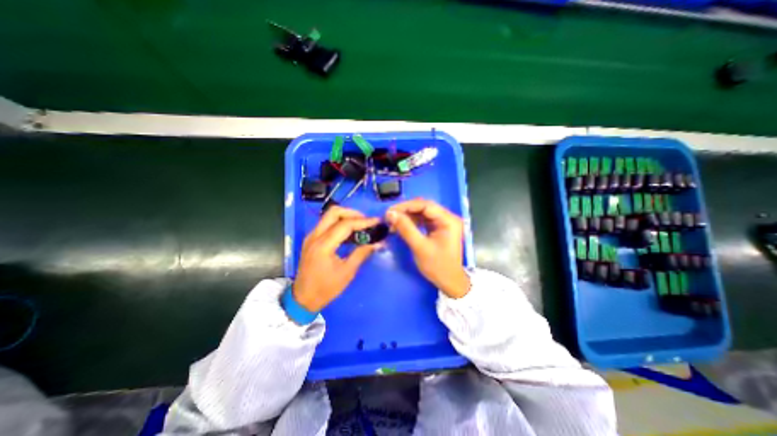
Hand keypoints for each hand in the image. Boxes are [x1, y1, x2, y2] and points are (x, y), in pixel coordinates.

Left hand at [293, 204, 380, 310]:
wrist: (303, 298)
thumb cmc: (326, 288)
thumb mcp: (347, 272)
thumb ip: (361, 254)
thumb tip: (377, 243)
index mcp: (323, 245)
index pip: (345, 225)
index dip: (363, 221)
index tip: (376, 221)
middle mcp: (315, 236)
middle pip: (334, 212)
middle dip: (352, 213)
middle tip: (366, 221)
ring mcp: (311, 236)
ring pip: (329, 216)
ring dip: (346, 216)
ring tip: (360, 224)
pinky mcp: (311, 239)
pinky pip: (326, 223)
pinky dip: (339, 223)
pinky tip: (349, 232)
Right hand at [385, 198, 468, 297]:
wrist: (449, 282)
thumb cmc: (438, 266)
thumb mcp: (420, 247)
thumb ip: (406, 229)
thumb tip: (391, 214)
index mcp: (449, 220)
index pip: (426, 205)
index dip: (407, 206)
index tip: (391, 211)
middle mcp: (447, 218)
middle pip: (424, 207)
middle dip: (406, 211)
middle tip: (390, 216)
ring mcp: (443, 223)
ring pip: (422, 213)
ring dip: (407, 217)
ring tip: (393, 223)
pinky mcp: (437, 228)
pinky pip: (423, 220)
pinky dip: (411, 222)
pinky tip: (401, 226)